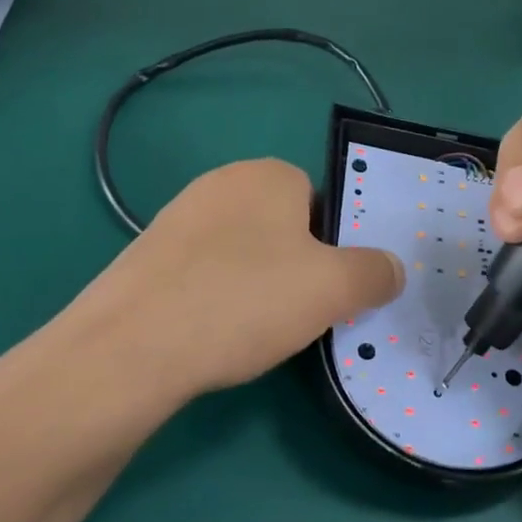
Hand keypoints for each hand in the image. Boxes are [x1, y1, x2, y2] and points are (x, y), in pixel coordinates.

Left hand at [82, 158, 404, 396]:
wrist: (131, 347)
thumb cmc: (244, 300)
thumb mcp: (334, 288)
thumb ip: (374, 273)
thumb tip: (391, 270)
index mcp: (268, 175)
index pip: (321, 201)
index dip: (334, 247)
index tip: (330, 290)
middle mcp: (220, 184)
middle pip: (282, 228)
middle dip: (297, 269)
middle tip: (298, 314)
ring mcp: (177, 219)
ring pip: (242, 254)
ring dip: (257, 288)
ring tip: (253, 332)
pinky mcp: (147, 258)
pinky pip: (203, 275)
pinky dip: (217, 302)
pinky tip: (213, 336)